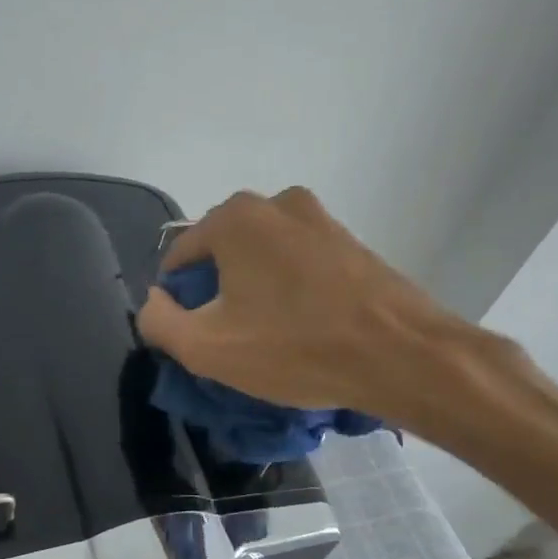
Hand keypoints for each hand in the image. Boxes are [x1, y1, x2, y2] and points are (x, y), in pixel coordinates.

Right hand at [136, 187, 538, 452]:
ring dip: (254, 289)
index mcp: (234, 218)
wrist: (402, 354)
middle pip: (222, 251)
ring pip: (262, 256)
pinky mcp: (350, 241)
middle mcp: (275, 204)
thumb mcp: (206, 347)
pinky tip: (303, 325)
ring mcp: (318, 219)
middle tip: (231, 338)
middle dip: (217, 291)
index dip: (176, 299)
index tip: (194, 335)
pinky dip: (290, 288)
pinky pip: (299, 262)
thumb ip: (159, 321)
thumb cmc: (295, 347)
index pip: (179, 256)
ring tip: (269, 335)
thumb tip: (155, 301)